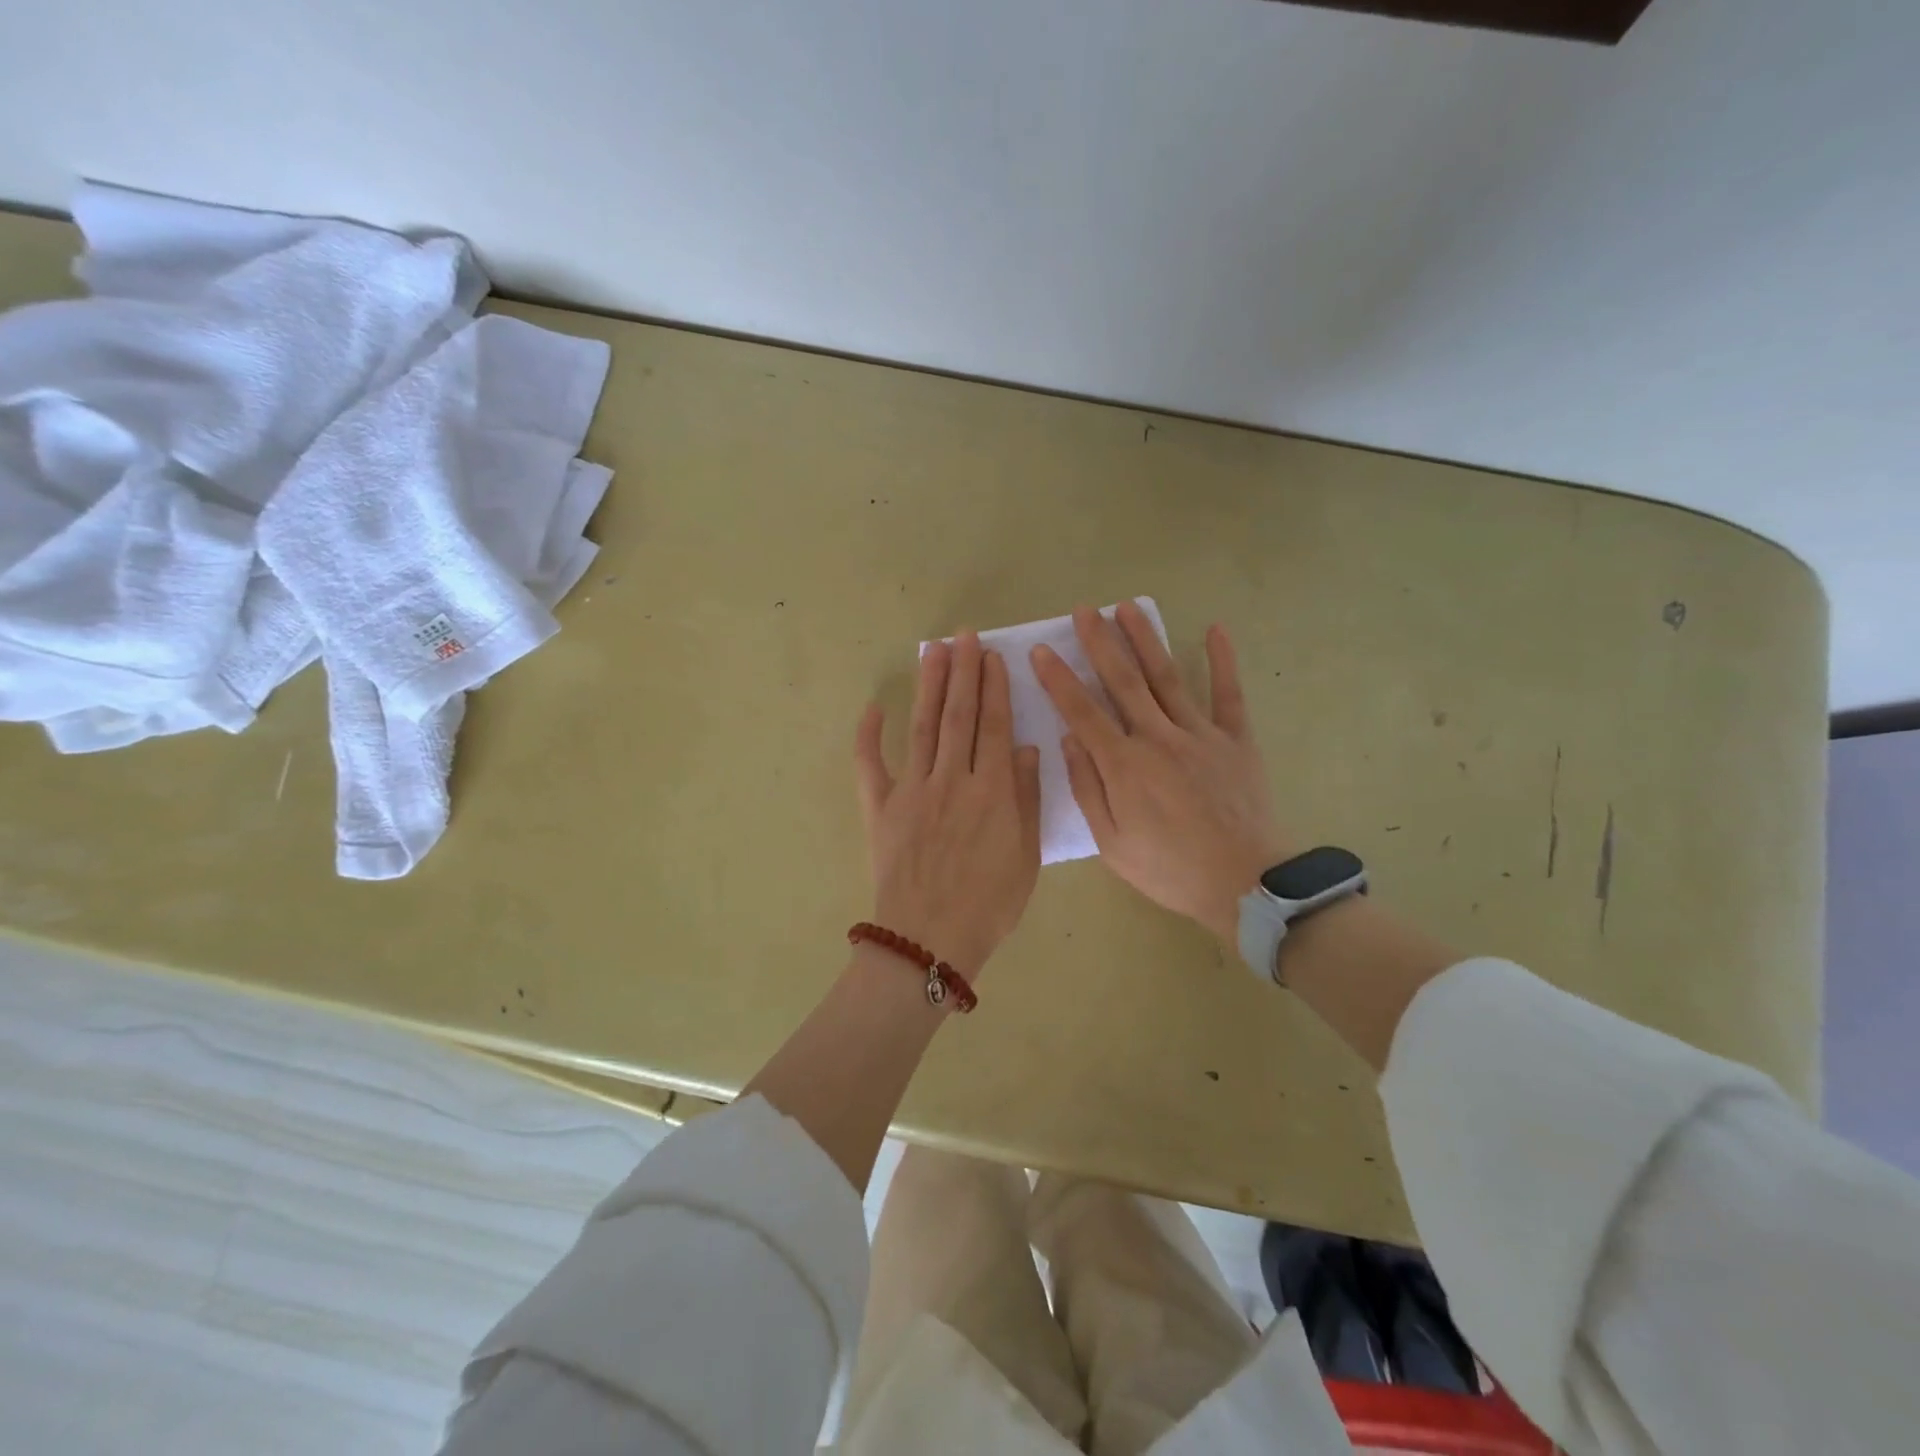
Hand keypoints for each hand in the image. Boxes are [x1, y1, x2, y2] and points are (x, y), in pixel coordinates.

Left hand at [855, 633, 1041, 976]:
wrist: (930, 941)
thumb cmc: (989, 904)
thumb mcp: (1026, 856)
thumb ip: (1026, 798)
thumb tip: (1024, 747)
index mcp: (990, 790)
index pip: (993, 725)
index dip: (994, 688)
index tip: (993, 656)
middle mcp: (950, 779)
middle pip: (958, 715)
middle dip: (963, 672)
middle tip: (964, 636)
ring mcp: (911, 791)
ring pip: (922, 727)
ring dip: (929, 687)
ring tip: (934, 651)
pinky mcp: (880, 808)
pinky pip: (870, 766)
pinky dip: (868, 736)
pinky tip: (874, 707)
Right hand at [1033, 603, 1289, 944]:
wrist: (1245, 883)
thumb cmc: (1170, 869)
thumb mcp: (1112, 843)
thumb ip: (1088, 788)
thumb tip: (1069, 739)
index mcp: (1124, 766)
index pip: (1082, 712)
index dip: (1059, 680)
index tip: (1040, 651)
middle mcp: (1158, 739)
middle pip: (1123, 681)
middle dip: (1100, 643)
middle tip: (1084, 610)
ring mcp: (1200, 734)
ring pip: (1168, 677)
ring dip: (1146, 640)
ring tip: (1128, 607)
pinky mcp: (1236, 740)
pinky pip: (1229, 694)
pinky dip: (1223, 661)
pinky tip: (1215, 629)